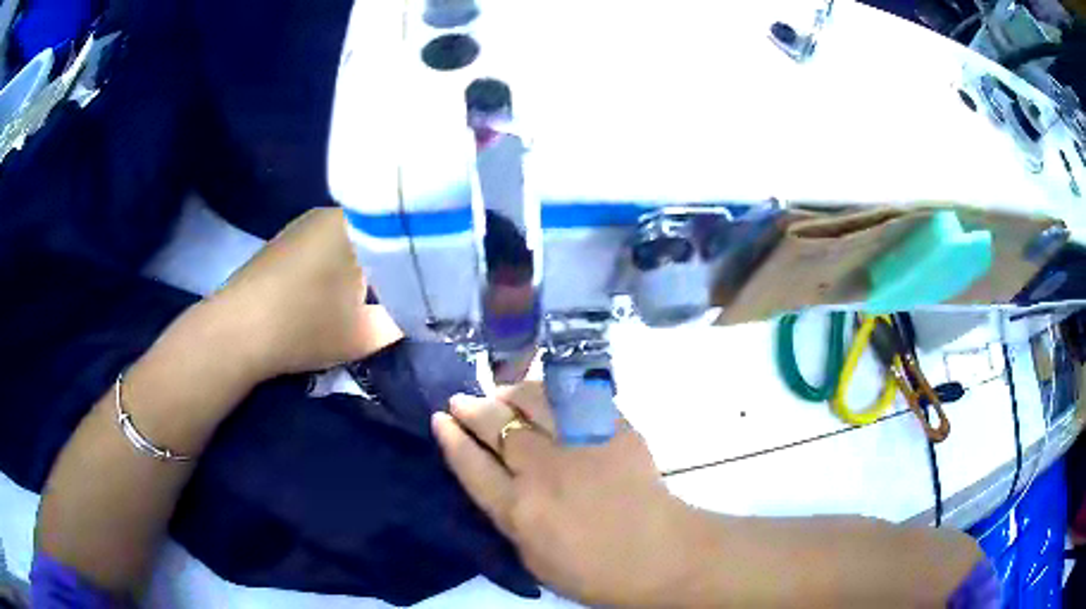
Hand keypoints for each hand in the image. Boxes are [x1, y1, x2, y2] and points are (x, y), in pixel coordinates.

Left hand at [212, 208, 401, 378]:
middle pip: (376, 235)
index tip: (429, 285)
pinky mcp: (283, 243)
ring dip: (363, 266)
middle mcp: (329, 214)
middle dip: (391, 264)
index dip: (420, 259)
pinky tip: (332, 292)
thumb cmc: (303, 328)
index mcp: (355, 225)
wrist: (235, 333)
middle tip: (405, 293)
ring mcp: (302, 226)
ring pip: (349, 241)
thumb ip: (401, 323)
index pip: (403, 232)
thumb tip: (420, 314)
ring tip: (372, 295)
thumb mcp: (365, 335)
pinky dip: (336, 267)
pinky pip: (324, 247)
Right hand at [432, 384, 698, 606]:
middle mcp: (543, 470)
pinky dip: (551, 392)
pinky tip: (543, 394)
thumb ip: (509, 520)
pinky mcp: (613, 429)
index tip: (440, 419)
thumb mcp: (533, 560)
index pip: (471, 465)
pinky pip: (574, 398)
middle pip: (496, 425)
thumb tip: (497, 484)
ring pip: (533, 400)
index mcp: (518, 510)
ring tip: (500, 394)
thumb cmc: (594, 571)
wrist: (661, 553)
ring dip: (509, 393)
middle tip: (460, 401)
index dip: (451, 438)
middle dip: (471, 408)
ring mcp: (580, 444)